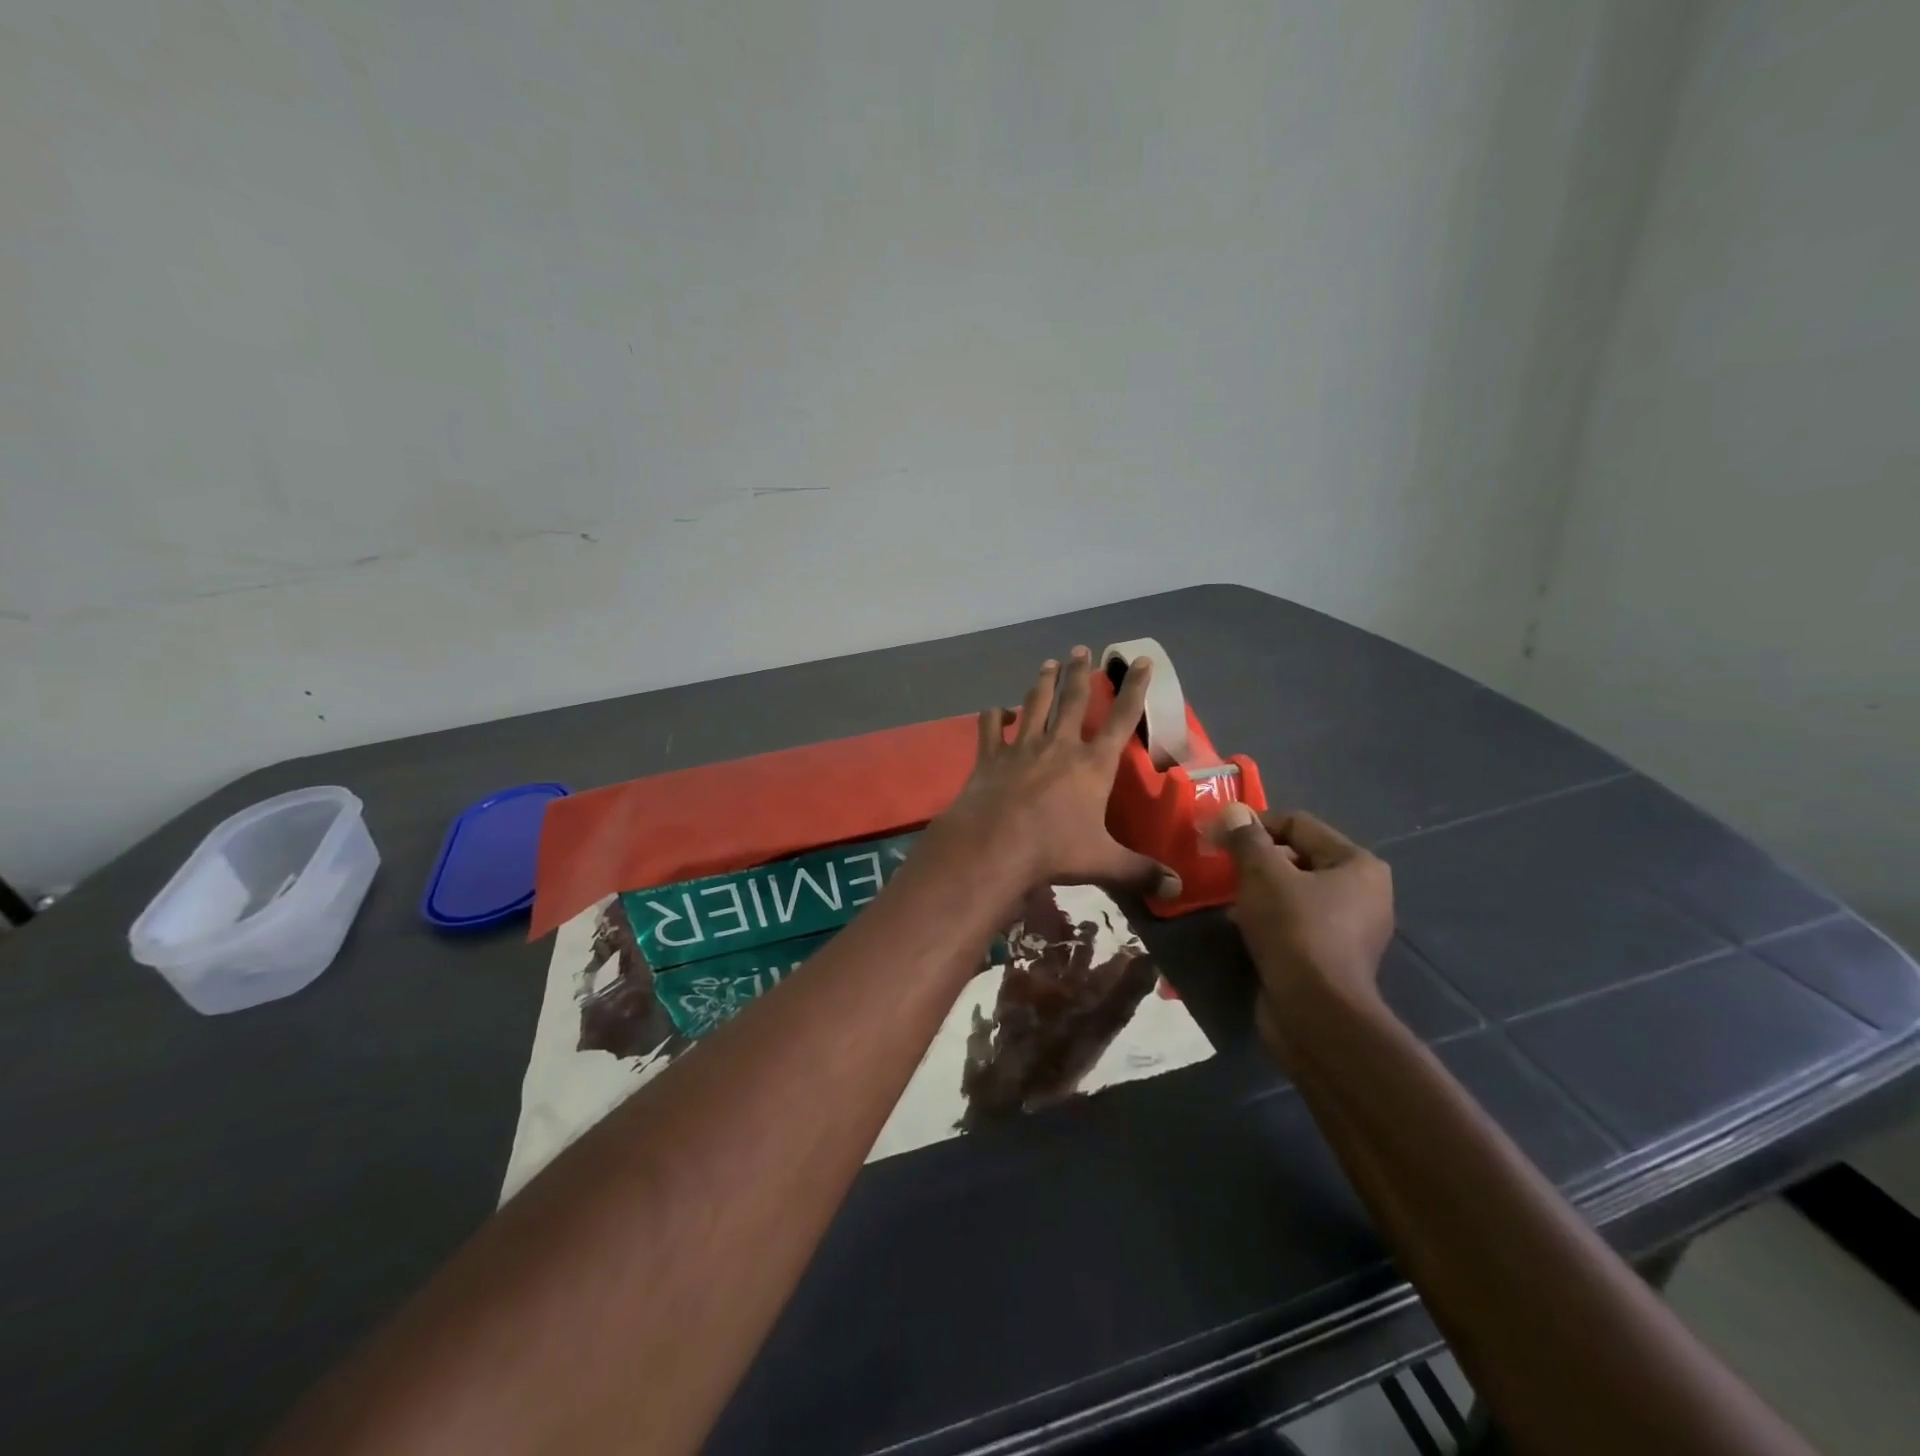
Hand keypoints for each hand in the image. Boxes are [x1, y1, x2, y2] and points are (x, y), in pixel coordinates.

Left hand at [937, 648, 1180, 898]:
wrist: (995, 843)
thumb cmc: (1054, 849)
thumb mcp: (1104, 862)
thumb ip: (1140, 872)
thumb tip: (1177, 889)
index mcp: (1092, 765)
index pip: (1120, 719)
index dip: (1134, 689)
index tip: (1141, 661)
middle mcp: (1059, 746)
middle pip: (1072, 700)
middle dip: (1080, 673)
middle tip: (1081, 649)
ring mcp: (1022, 747)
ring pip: (1035, 704)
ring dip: (1043, 682)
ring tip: (1048, 662)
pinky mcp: (991, 756)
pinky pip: (991, 728)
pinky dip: (993, 716)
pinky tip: (996, 710)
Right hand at [1215, 804, 1393, 1029]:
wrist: (1313, 1013)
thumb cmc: (1294, 930)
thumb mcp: (1262, 874)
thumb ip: (1247, 839)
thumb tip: (1233, 811)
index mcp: (1358, 864)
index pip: (1298, 824)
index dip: (1255, 825)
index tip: (1219, 836)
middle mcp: (1364, 892)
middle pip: (1298, 857)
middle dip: (1257, 860)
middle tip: (1221, 867)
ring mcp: (1351, 928)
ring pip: (1294, 892)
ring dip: (1259, 890)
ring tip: (1228, 898)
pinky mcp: (1332, 957)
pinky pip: (1295, 922)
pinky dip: (1268, 918)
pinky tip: (1241, 926)